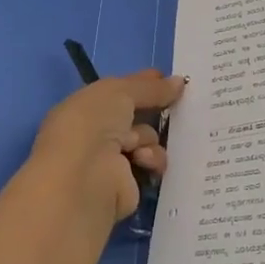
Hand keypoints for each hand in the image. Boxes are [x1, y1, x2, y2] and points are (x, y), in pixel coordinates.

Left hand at [29, 70, 185, 222]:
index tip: (171, 80)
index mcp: (85, 107)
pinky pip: (152, 163)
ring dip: (148, 138)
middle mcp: (96, 132)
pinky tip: (142, 160)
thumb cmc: (92, 124)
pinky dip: (152, 159)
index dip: (143, 84)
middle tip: (178, 104)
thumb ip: (150, 87)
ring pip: (147, 138)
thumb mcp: (120, 92)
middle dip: (155, 110)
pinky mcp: (128, 183)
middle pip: (136, 115)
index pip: (119, 91)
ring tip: (137, 145)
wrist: (85, 178)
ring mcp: (111, 159)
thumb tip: (179, 82)